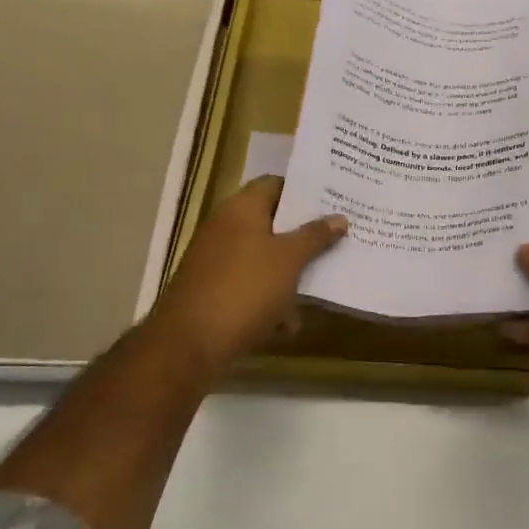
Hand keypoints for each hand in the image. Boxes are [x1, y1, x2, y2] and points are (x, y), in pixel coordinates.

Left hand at [132, 176, 346, 376]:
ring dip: (289, 273)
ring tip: (319, 287)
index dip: (304, 192)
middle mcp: (225, 228)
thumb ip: (315, 236)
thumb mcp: (289, 260)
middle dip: (303, 235)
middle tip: (337, 239)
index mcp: (241, 209)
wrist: (188, 344)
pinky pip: (249, 285)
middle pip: (272, 222)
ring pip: (263, 257)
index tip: (334, 202)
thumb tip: (339, 217)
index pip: (275, 184)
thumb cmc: (245, 289)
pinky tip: (287, 324)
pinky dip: (269, 299)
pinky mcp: (213, 291)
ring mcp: (216, 260)